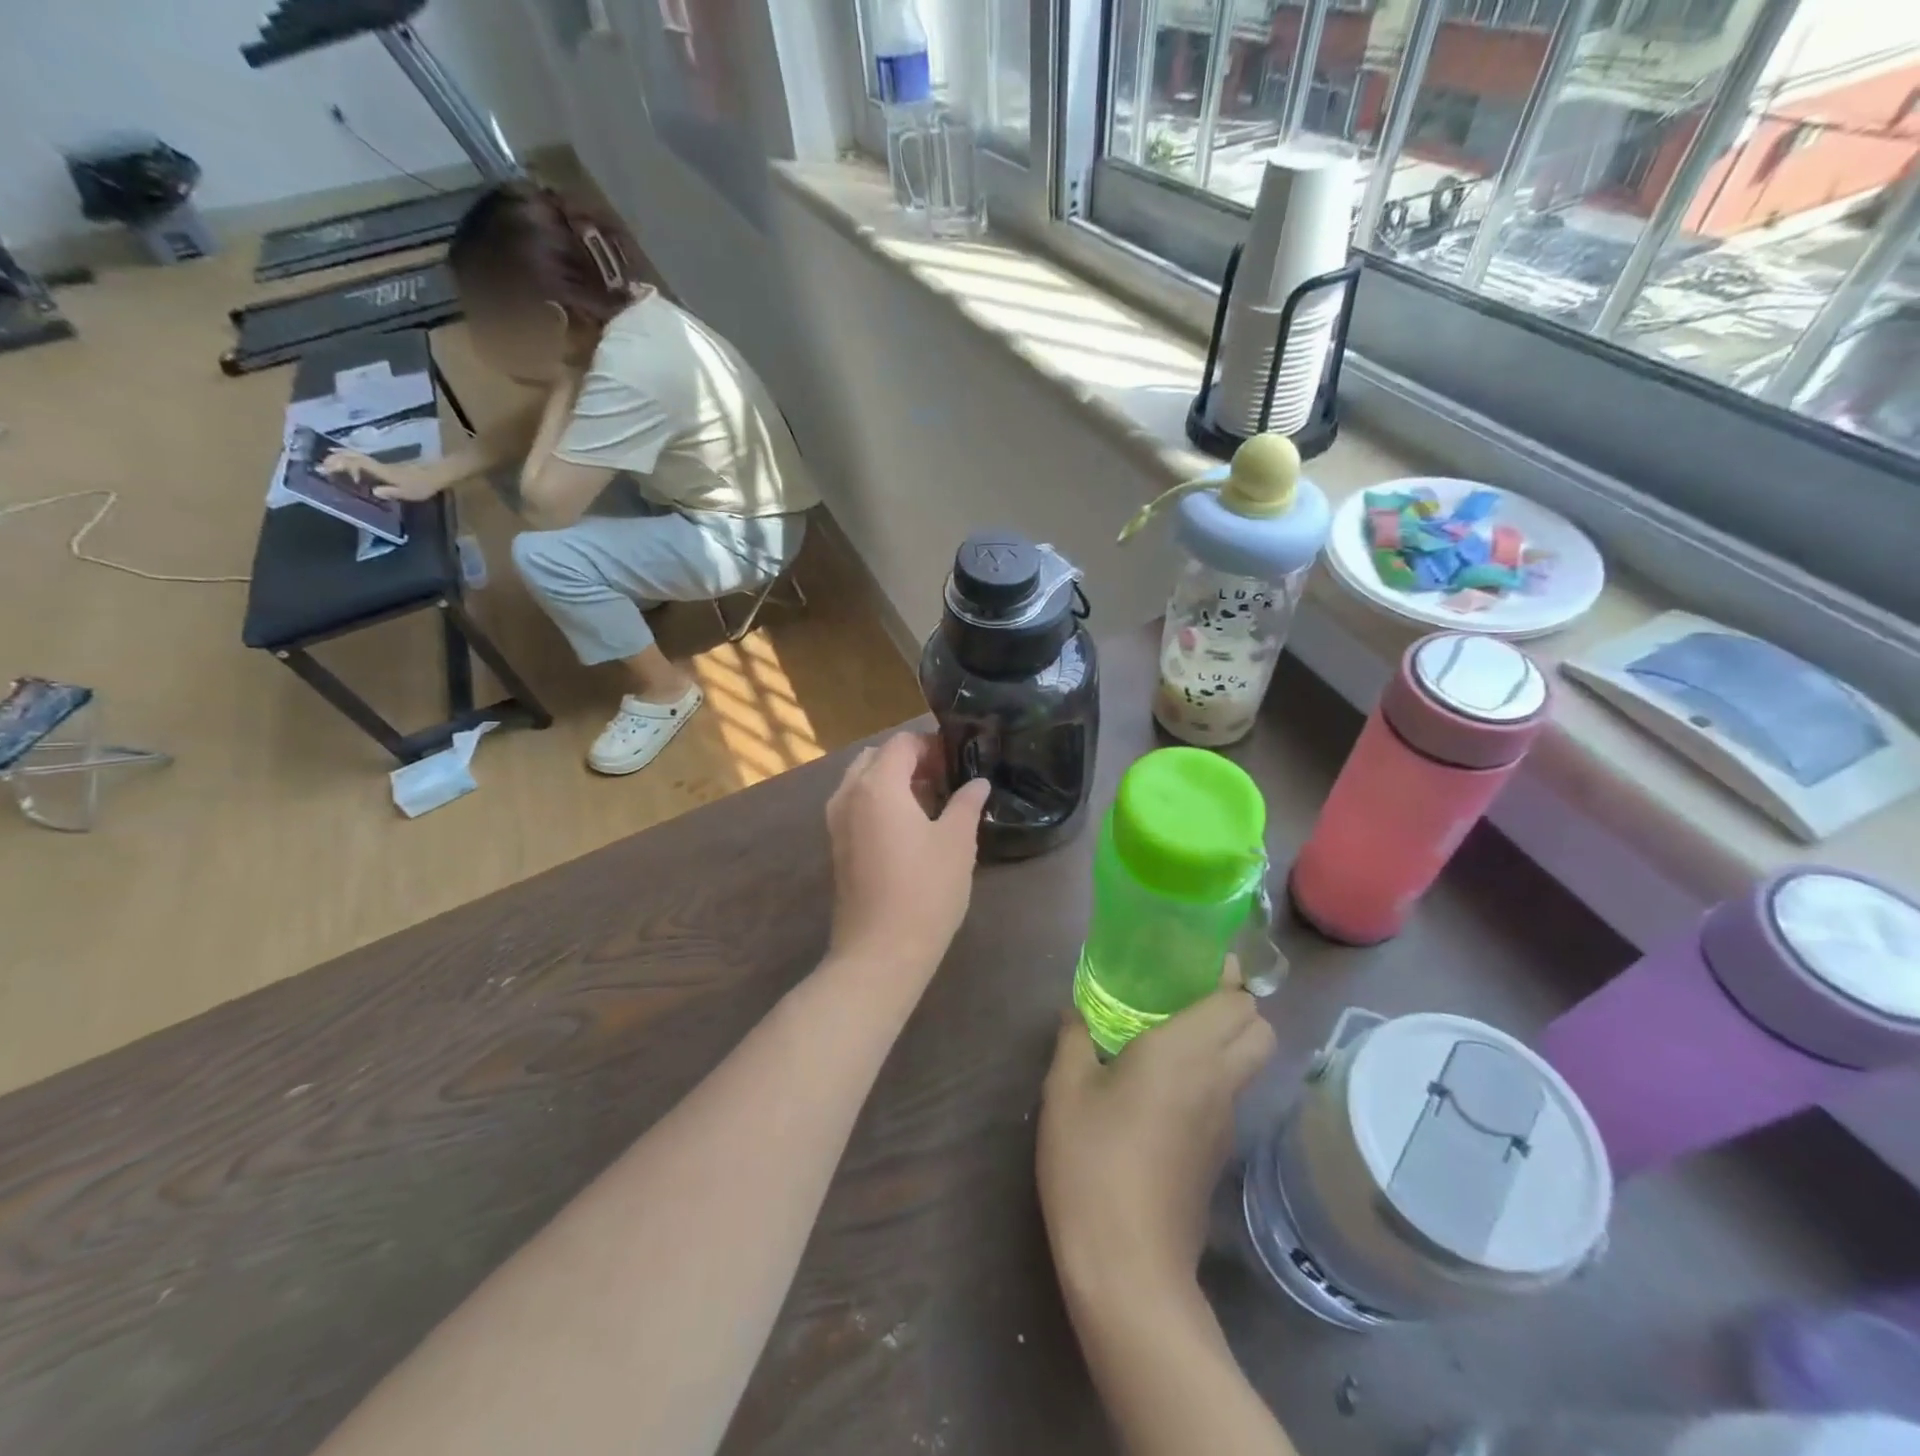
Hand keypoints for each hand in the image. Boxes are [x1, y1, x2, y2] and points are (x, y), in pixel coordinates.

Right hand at [322, 452, 453, 501]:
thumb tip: (374, 492)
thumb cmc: (422, 485)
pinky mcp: (388, 465)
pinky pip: (366, 460)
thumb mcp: (408, 493)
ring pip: (359, 456)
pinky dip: (354, 459)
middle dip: (337, 458)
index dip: (341, 464)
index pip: (357, 464)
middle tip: (321, 462)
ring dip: (343, 456)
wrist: (437, 474)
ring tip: (329, 458)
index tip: (325, 466)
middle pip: (354, 457)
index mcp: (382, 471)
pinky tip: (351, 463)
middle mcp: (379, 465)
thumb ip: (391, 492)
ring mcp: (383, 464)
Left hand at [823, 732, 990, 982]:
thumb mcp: (957, 842)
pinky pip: (856, 805)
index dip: (932, 745)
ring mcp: (837, 822)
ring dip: (892, 781)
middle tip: (944, 779)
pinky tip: (909, 828)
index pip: (902, 744)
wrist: (880, 951)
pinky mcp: (837, 846)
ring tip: (930, 803)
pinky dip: (879, 802)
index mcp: (877, 785)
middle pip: (876, 758)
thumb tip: (977, 783)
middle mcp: (849, 795)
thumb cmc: (925, 891)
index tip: (959, 761)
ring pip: (862, 781)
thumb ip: (966, 804)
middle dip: (909, 760)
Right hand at [1037, 969, 1274, 1306]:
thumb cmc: (1092, 1162)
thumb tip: (1075, 1012)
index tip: (1196, 961)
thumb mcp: (1065, 1091)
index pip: (1236, 1002)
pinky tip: (1163, 1088)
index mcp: (1185, 1053)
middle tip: (1186, 997)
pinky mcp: (1218, 1156)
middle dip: (1236, 1006)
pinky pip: (1228, 1096)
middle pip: (1260, 1030)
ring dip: (1227, 1041)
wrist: (1128, 1266)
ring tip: (1172, 1035)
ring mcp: (1224, 1123)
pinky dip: (1213, 1077)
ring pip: (1249, 1065)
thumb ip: (1074, 1040)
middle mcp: (1217, 1081)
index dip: (1225, 976)